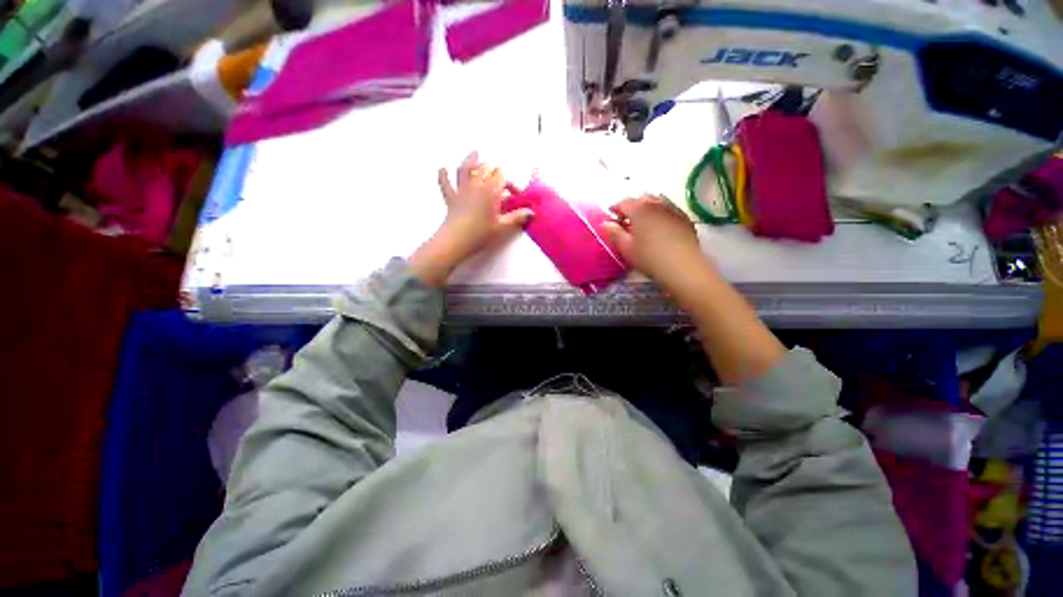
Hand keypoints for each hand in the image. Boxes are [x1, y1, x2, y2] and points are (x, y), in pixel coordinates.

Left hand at [409, 153, 533, 286]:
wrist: (456, 240)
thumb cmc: (481, 233)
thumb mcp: (502, 227)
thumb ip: (517, 218)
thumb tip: (531, 213)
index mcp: (490, 191)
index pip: (501, 177)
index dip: (509, 183)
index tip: (515, 194)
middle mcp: (476, 186)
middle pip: (484, 170)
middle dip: (492, 169)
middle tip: (497, 173)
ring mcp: (462, 191)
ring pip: (465, 170)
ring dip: (470, 161)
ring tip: (474, 153)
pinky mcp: (451, 198)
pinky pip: (446, 184)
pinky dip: (443, 176)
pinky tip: (442, 169)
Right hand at [603, 194, 711, 293]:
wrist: (682, 266)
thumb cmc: (649, 257)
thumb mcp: (626, 247)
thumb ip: (615, 233)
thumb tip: (606, 223)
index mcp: (640, 209)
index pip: (623, 203)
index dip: (615, 208)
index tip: (610, 217)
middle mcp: (656, 203)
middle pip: (640, 199)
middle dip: (631, 207)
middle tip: (625, 220)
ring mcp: (672, 209)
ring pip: (656, 201)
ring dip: (646, 207)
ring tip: (641, 221)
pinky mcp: (684, 217)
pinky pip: (668, 208)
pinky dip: (660, 212)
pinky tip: (658, 224)